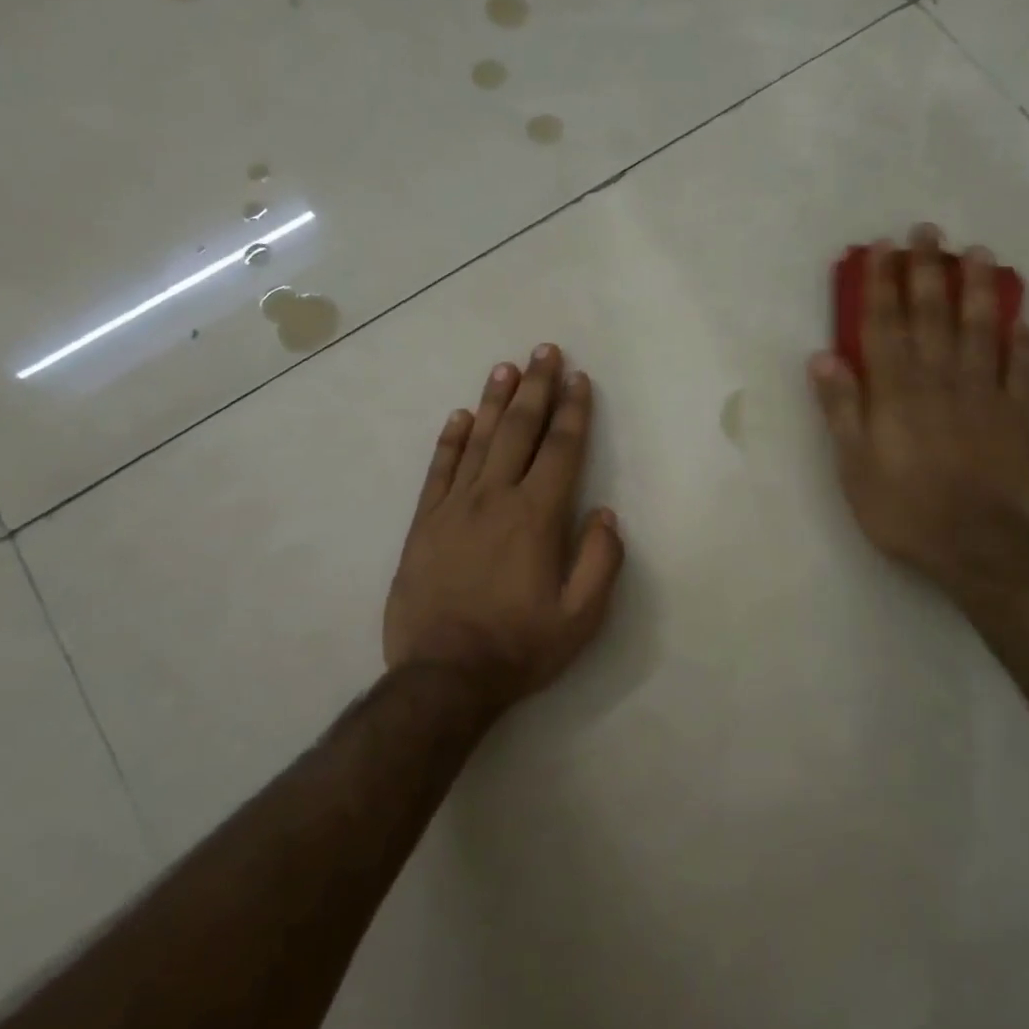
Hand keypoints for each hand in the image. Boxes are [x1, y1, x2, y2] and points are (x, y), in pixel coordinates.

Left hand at [383, 344, 624, 710]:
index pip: (561, 450)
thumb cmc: (519, 646)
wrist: (443, 677)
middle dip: (536, 388)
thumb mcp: (581, 617)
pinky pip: (438, 470)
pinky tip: (459, 416)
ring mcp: (454, 508)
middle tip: (545, 351)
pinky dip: (450, 440)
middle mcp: (495, 499)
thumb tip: (604, 514)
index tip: (579, 379)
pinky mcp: (424, 524)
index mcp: (536, 517)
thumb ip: (600, 561)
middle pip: (519, 430)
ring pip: (477, 440)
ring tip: (507, 368)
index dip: (573, 411)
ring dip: (494, 401)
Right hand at [809, 225, 1028, 583]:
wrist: (977, 544)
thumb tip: (823, 356)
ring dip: (979, 289)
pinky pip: (1023, 369)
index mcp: (896, 391)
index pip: (884, 325)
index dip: (881, 284)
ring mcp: (985, 394)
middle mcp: (940, 379)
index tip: (881, 249)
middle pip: (932, 315)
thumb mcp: (853, 465)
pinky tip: (1022, 319)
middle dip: (927, 270)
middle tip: (928, 231)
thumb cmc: (903, 508)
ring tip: (980, 254)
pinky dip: (1023, 341)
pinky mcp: (1018, 415)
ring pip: (981, 330)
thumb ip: (841, 408)